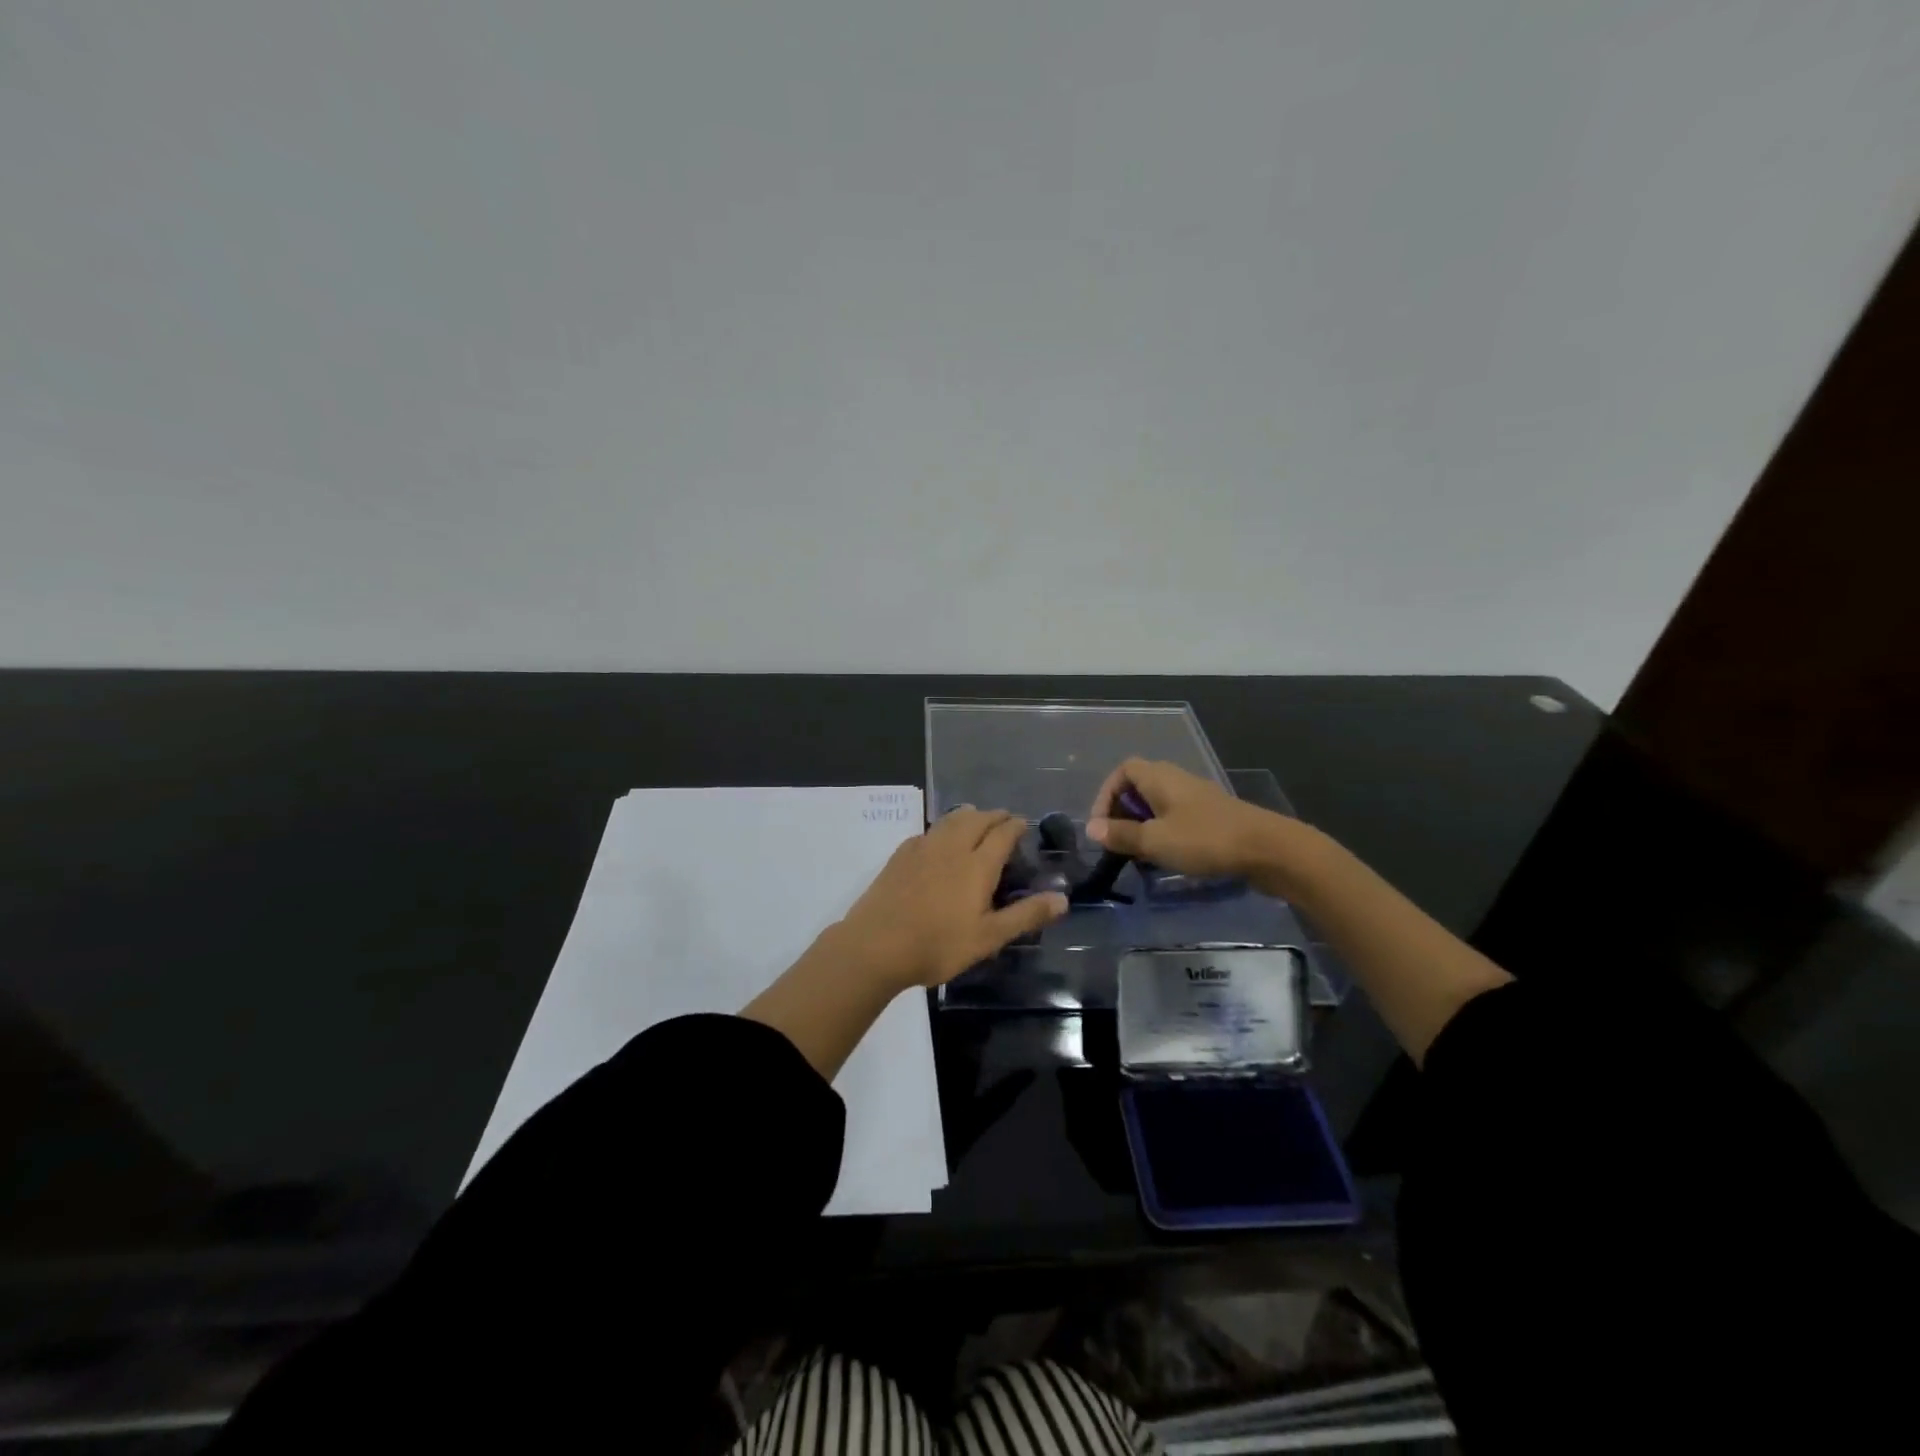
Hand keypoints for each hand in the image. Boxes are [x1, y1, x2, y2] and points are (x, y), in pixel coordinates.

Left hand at [835, 808, 1068, 989]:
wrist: (875, 945)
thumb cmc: (938, 945)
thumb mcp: (988, 937)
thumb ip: (1026, 915)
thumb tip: (1063, 898)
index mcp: (977, 864)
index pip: (1002, 833)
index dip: (1016, 825)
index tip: (1024, 824)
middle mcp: (952, 847)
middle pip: (976, 818)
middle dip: (994, 816)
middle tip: (1004, 821)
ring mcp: (923, 847)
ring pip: (950, 819)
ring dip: (968, 815)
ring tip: (976, 820)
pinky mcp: (901, 855)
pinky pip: (929, 831)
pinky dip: (943, 828)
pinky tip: (939, 840)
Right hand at [1086, 758, 1289, 879]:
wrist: (1269, 850)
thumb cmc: (1206, 840)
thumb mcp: (1156, 841)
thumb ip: (1122, 835)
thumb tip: (1091, 829)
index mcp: (1160, 778)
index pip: (1124, 770)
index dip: (1106, 793)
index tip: (1101, 824)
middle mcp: (1177, 780)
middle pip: (1140, 787)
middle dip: (1123, 813)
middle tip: (1117, 842)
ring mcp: (1198, 798)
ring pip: (1159, 805)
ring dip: (1144, 826)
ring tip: (1138, 854)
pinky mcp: (1213, 818)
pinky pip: (1177, 818)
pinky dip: (1165, 833)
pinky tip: (1168, 857)